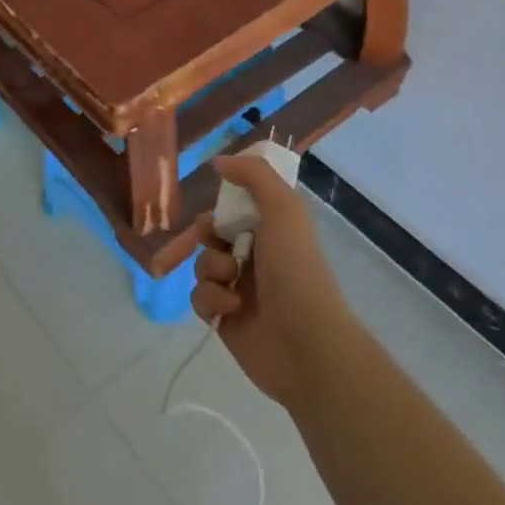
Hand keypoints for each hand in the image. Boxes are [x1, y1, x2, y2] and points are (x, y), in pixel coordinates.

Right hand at [191, 155, 348, 409]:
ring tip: (231, 281)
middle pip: (212, 235)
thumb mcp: (283, 210)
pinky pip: (199, 298)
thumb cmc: (296, 270)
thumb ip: (254, 176)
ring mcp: (239, 289)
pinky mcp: (223, 318)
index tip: (220, 209)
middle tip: (216, 240)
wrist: (305, 342)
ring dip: (211, 269)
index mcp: (273, 232)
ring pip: (202, 265)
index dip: (222, 207)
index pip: (236, 209)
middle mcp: (255, 257)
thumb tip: (219, 161)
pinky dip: (210, 299)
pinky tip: (230, 309)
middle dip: (208, 235)